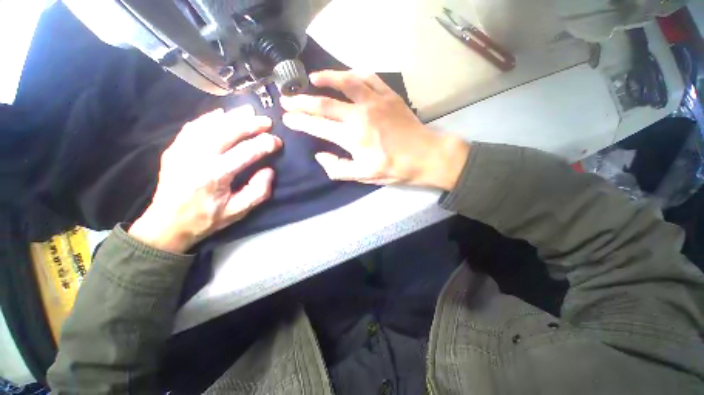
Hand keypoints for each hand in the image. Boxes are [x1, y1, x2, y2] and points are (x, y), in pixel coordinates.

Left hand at [129, 106, 281, 253]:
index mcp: (215, 175)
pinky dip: (209, 118)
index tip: (277, 141)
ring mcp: (182, 150)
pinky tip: (221, 114)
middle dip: (249, 124)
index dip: (264, 144)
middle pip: (227, 132)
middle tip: (266, 120)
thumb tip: (269, 170)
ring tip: (248, 111)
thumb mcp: (238, 211)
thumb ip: (258, 191)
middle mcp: (197, 158)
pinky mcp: (174, 149)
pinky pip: (193, 127)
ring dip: (231, 116)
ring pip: (209, 125)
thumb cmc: (206, 219)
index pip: (246, 152)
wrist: (166, 225)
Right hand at [280, 70, 468, 188]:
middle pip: (324, 103)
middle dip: (302, 101)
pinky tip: (347, 75)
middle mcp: (360, 115)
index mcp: (352, 137)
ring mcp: (375, 101)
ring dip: (326, 78)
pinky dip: (354, 74)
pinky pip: (369, 78)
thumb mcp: (363, 176)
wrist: (425, 155)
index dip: (300, 121)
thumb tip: (320, 156)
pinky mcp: (388, 95)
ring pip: (345, 82)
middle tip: (288, 99)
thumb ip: (338, 168)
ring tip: (312, 77)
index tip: (287, 117)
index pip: (318, 126)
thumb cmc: (393, 168)